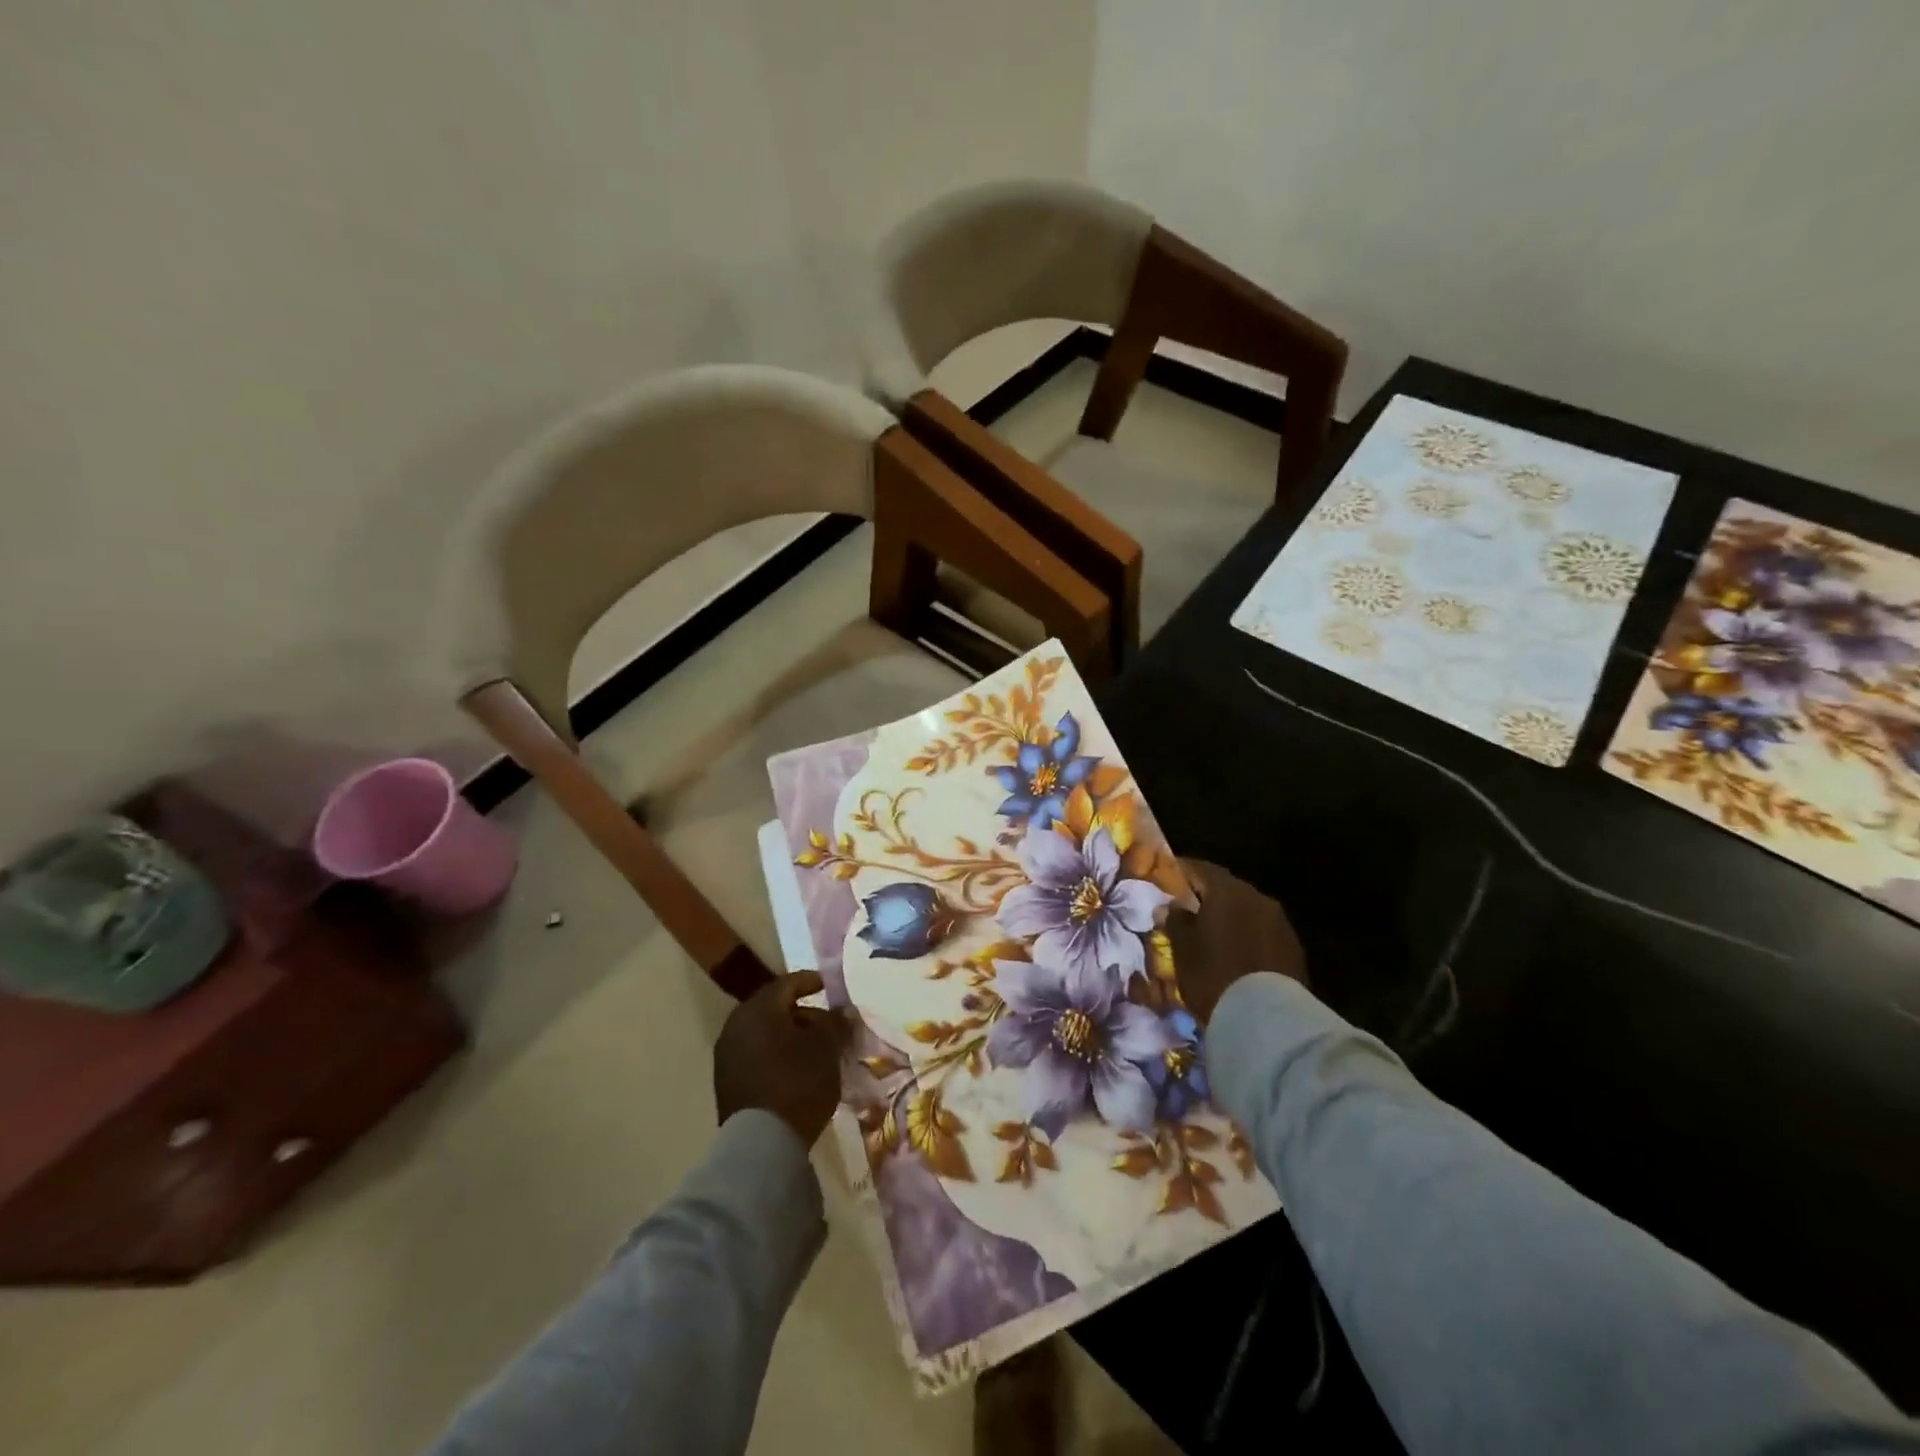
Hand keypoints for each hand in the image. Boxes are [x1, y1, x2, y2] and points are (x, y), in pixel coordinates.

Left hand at [713, 972, 847, 1145]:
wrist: (761, 1143)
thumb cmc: (797, 1082)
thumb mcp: (826, 1048)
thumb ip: (835, 1023)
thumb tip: (842, 1010)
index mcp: (758, 1009)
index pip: (787, 983)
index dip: (811, 981)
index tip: (828, 986)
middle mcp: (736, 1025)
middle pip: (773, 1009)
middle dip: (802, 1013)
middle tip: (827, 1024)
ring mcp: (727, 1055)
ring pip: (764, 1033)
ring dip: (789, 1036)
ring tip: (815, 1050)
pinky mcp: (726, 1082)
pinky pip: (756, 1055)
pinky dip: (776, 1054)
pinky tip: (796, 1069)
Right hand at [1163, 859, 1306, 1025]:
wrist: (1267, 1020)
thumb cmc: (1214, 975)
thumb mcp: (1182, 949)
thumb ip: (1176, 921)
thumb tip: (1173, 906)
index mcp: (1228, 891)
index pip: (1201, 868)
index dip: (1183, 871)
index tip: (1168, 877)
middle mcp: (1257, 898)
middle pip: (1227, 889)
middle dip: (1207, 897)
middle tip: (1188, 909)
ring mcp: (1280, 923)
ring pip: (1247, 911)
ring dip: (1230, 918)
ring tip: (1212, 935)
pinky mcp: (1294, 949)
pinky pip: (1262, 933)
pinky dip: (1247, 936)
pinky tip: (1236, 954)